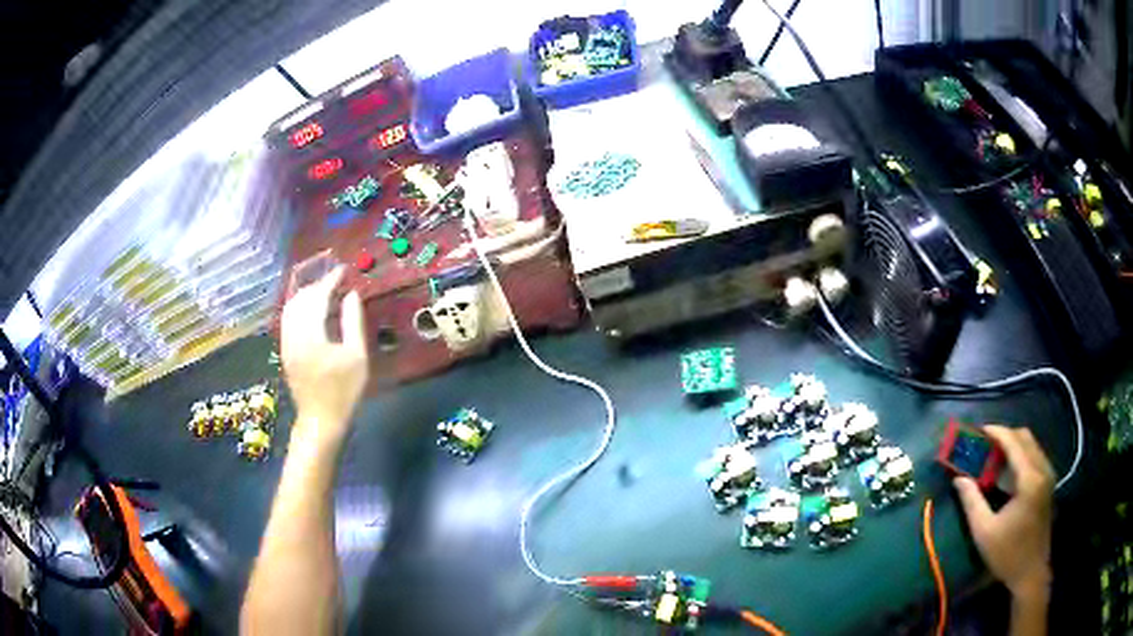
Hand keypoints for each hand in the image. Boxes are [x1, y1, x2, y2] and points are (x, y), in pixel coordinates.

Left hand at [281, 267, 368, 446]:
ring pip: (291, 307)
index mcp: (310, 334)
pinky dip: (300, 308)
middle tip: (336, 282)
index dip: (330, 281)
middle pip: (300, 298)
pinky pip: (288, 320)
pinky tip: (313, 312)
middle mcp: (293, 334)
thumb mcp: (356, 356)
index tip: (343, 271)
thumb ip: (352, 321)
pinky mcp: (285, 351)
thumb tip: (351, 294)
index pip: (317, 297)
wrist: (321, 420)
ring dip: (307, 295)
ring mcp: (286, 343)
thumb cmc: (343, 391)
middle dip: (317, 285)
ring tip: (325, 293)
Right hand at [953, 425, 1054, 600]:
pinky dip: (1020, 455)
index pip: (1013, 442)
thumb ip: (972, 502)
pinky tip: (1007, 471)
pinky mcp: (1048, 483)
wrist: (1031, 572)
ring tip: (993, 456)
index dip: (996, 432)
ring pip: (1031, 445)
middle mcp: (1042, 469)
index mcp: (1029, 478)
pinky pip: (1035, 457)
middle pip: (1025, 438)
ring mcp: (1048, 475)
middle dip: (1004, 436)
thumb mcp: (984, 532)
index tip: (978, 430)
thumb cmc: (1007, 554)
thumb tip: (959, 479)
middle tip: (984, 444)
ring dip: (1013, 445)